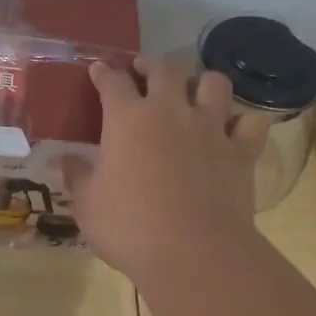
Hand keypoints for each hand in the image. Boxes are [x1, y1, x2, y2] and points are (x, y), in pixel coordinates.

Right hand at [61, 57, 265, 278]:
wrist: (193, 252)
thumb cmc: (129, 226)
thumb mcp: (87, 204)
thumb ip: (77, 176)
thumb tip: (63, 161)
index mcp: (127, 118)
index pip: (112, 82)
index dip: (103, 72)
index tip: (98, 69)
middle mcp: (170, 111)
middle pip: (163, 69)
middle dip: (150, 64)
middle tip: (143, 69)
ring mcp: (210, 128)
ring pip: (213, 83)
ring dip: (202, 82)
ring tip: (194, 90)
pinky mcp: (241, 151)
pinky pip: (251, 123)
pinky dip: (243, 121)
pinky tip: (235, 127)